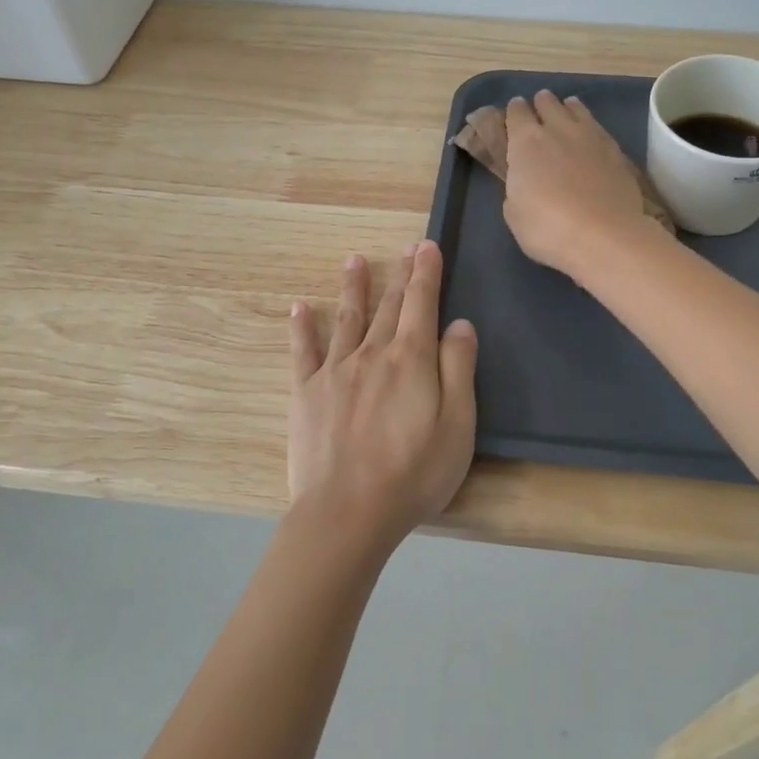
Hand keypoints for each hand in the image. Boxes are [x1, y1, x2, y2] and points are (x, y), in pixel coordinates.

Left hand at [288, 241, 478, 550]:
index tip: (428, 246)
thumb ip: (458, 370)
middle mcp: (372, 353)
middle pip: (390, 306)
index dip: (426, 273)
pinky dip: (302, 327)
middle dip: (401, 274)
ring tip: (354, 260)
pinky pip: (303, 351)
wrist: (346, 513)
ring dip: (353, 288)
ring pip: (347, 318)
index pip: (422, 304)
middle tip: (406, 247)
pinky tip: (299, 307)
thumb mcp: (457, 426)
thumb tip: (459, 324)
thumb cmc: (413, 474)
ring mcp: (334, 371)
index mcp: (411, 360)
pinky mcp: (305, 393)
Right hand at [503, 91, 651, 277]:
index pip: (516, 113)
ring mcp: (591, 136)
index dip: (514, 113)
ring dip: (568, 109)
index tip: (514, 116)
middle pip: (547, 103)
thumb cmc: (547, 229)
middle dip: (541, 105)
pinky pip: (599, 127)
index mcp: (526, 142)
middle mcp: (558, 129)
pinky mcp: (616, 150)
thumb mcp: (515, 214)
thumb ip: (516, 188)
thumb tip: (525, 181)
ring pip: (576, 108)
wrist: (604, 236)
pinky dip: (590, 127)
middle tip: (540, 113)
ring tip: (567, 114)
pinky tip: (591, 137)